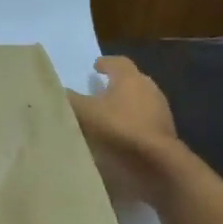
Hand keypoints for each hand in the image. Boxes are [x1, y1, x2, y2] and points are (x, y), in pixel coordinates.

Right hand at [66, 56, 180, 203]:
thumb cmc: (119, 128)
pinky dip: (131, 124)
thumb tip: (57, 90)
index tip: (95, 67)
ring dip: (124, 106)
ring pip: (139, 101)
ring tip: (106, 116)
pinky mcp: (164, 131)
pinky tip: (119, 135)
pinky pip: (144, 121)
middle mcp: (148, 88)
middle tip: (98, 92)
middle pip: (131, 81)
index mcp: (130, 78)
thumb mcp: (85, 113)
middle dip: (115, 85)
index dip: (105, 63)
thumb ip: (70, 100)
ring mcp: (160, 110)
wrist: (156, 161)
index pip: (117, 62)